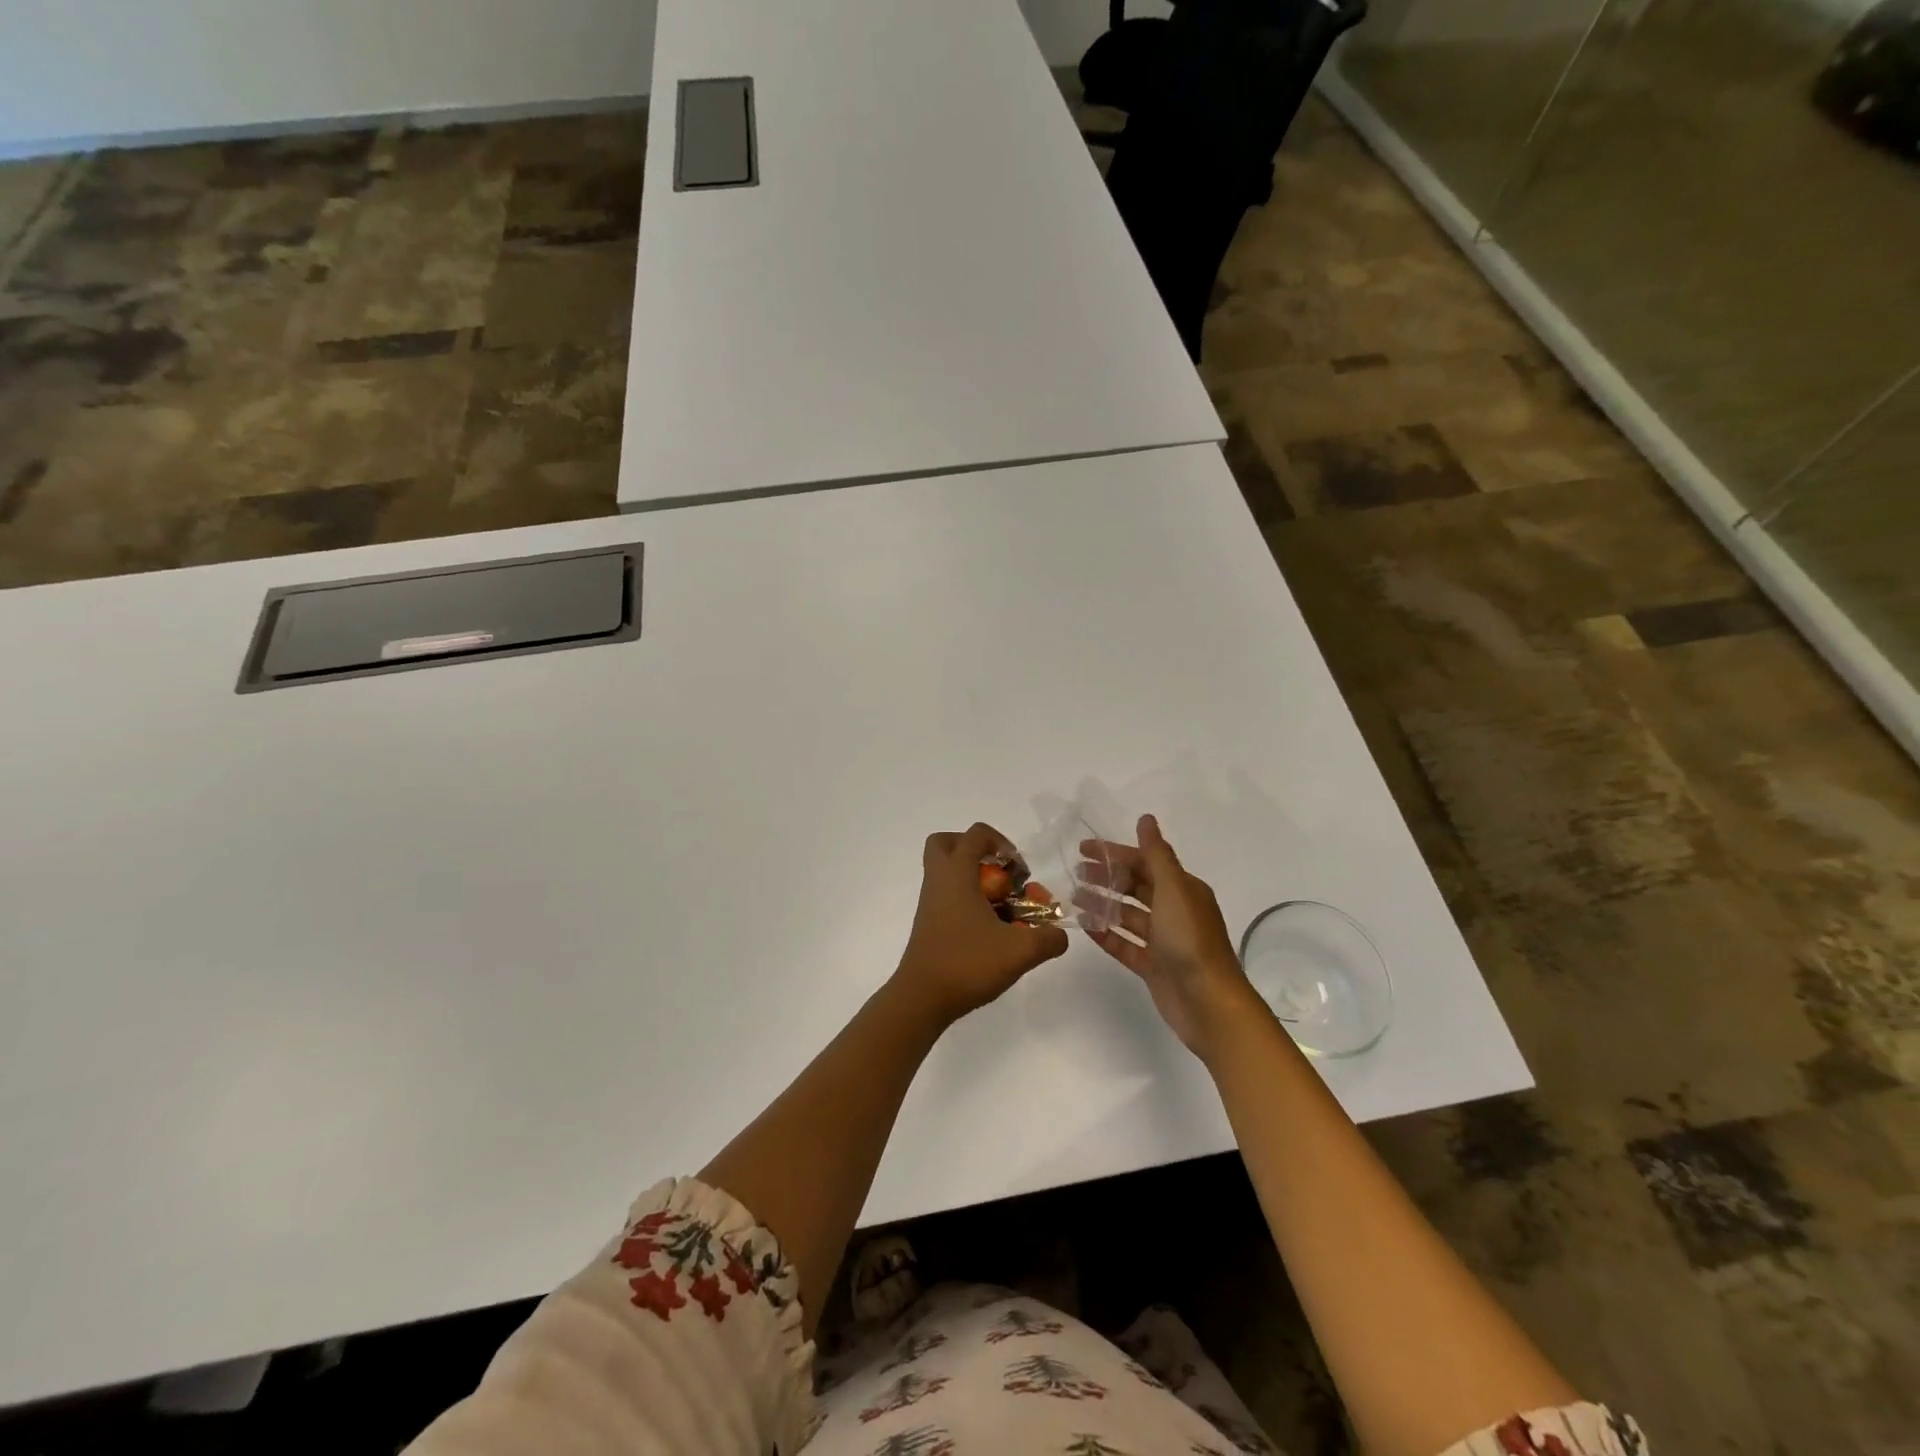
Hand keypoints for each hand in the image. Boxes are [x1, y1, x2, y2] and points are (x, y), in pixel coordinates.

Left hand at [895, 823, 1069, 1022]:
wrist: (922, 998)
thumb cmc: (967, 963)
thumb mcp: (1020, 951)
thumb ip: (1048, 939)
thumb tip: (1059, 935)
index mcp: (956, 874)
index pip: (975, 834)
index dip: (1002, 843)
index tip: (1018, 870)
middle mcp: (939, 881)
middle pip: (948, 844)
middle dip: (976, 851)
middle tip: (999, 873)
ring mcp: (930, 903)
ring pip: (947, 872)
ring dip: (975, 880)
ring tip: (1001, 906)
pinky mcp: (929, 923)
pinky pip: (948, 896)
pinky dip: (968, 902)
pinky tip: (990, 930)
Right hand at [1079, 814, 1258, 1060]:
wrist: (1208, 1002)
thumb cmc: (1190, 940)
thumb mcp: (1173, 889)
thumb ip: (1156, 855)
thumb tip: (1146, 819)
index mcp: (1183, 889)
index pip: (1144, 862)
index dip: (1115, 853)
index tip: (1083, 848)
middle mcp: (1174, 911)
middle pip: (1135, 887)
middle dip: (1106, 877)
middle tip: (1074, 873)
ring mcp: (1163, 940)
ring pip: (1127, 915)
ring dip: (1102, 904)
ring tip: (1073, 898)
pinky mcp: (1152, 966)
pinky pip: (1124, 944)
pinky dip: (1106, 934)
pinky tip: (1085, 926)